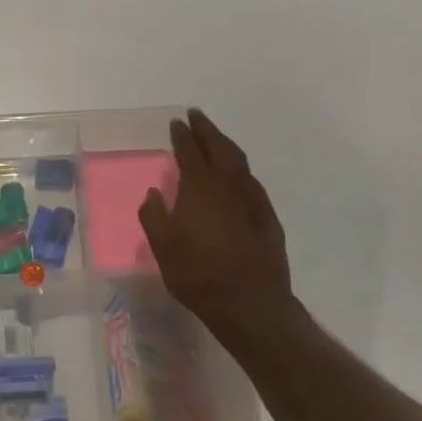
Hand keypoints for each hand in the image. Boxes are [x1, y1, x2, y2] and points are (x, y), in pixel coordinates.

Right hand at [139, 109, 295, 339]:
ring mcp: (252, 200)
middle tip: (196, 116)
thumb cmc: (199, 275)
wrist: (251, 304)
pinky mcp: (267, 217)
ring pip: (239, 161)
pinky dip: (239, 169)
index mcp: (200, 188)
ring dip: (225, 145)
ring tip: (214, 139)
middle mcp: (228, 185)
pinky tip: (235, 176)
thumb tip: (154, 193)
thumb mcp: (163, 249)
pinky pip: (251, 181)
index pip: (189, 152)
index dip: (182, 135)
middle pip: (219, 147)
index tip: (176, 122)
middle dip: (206, 129)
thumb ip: (155, 216)